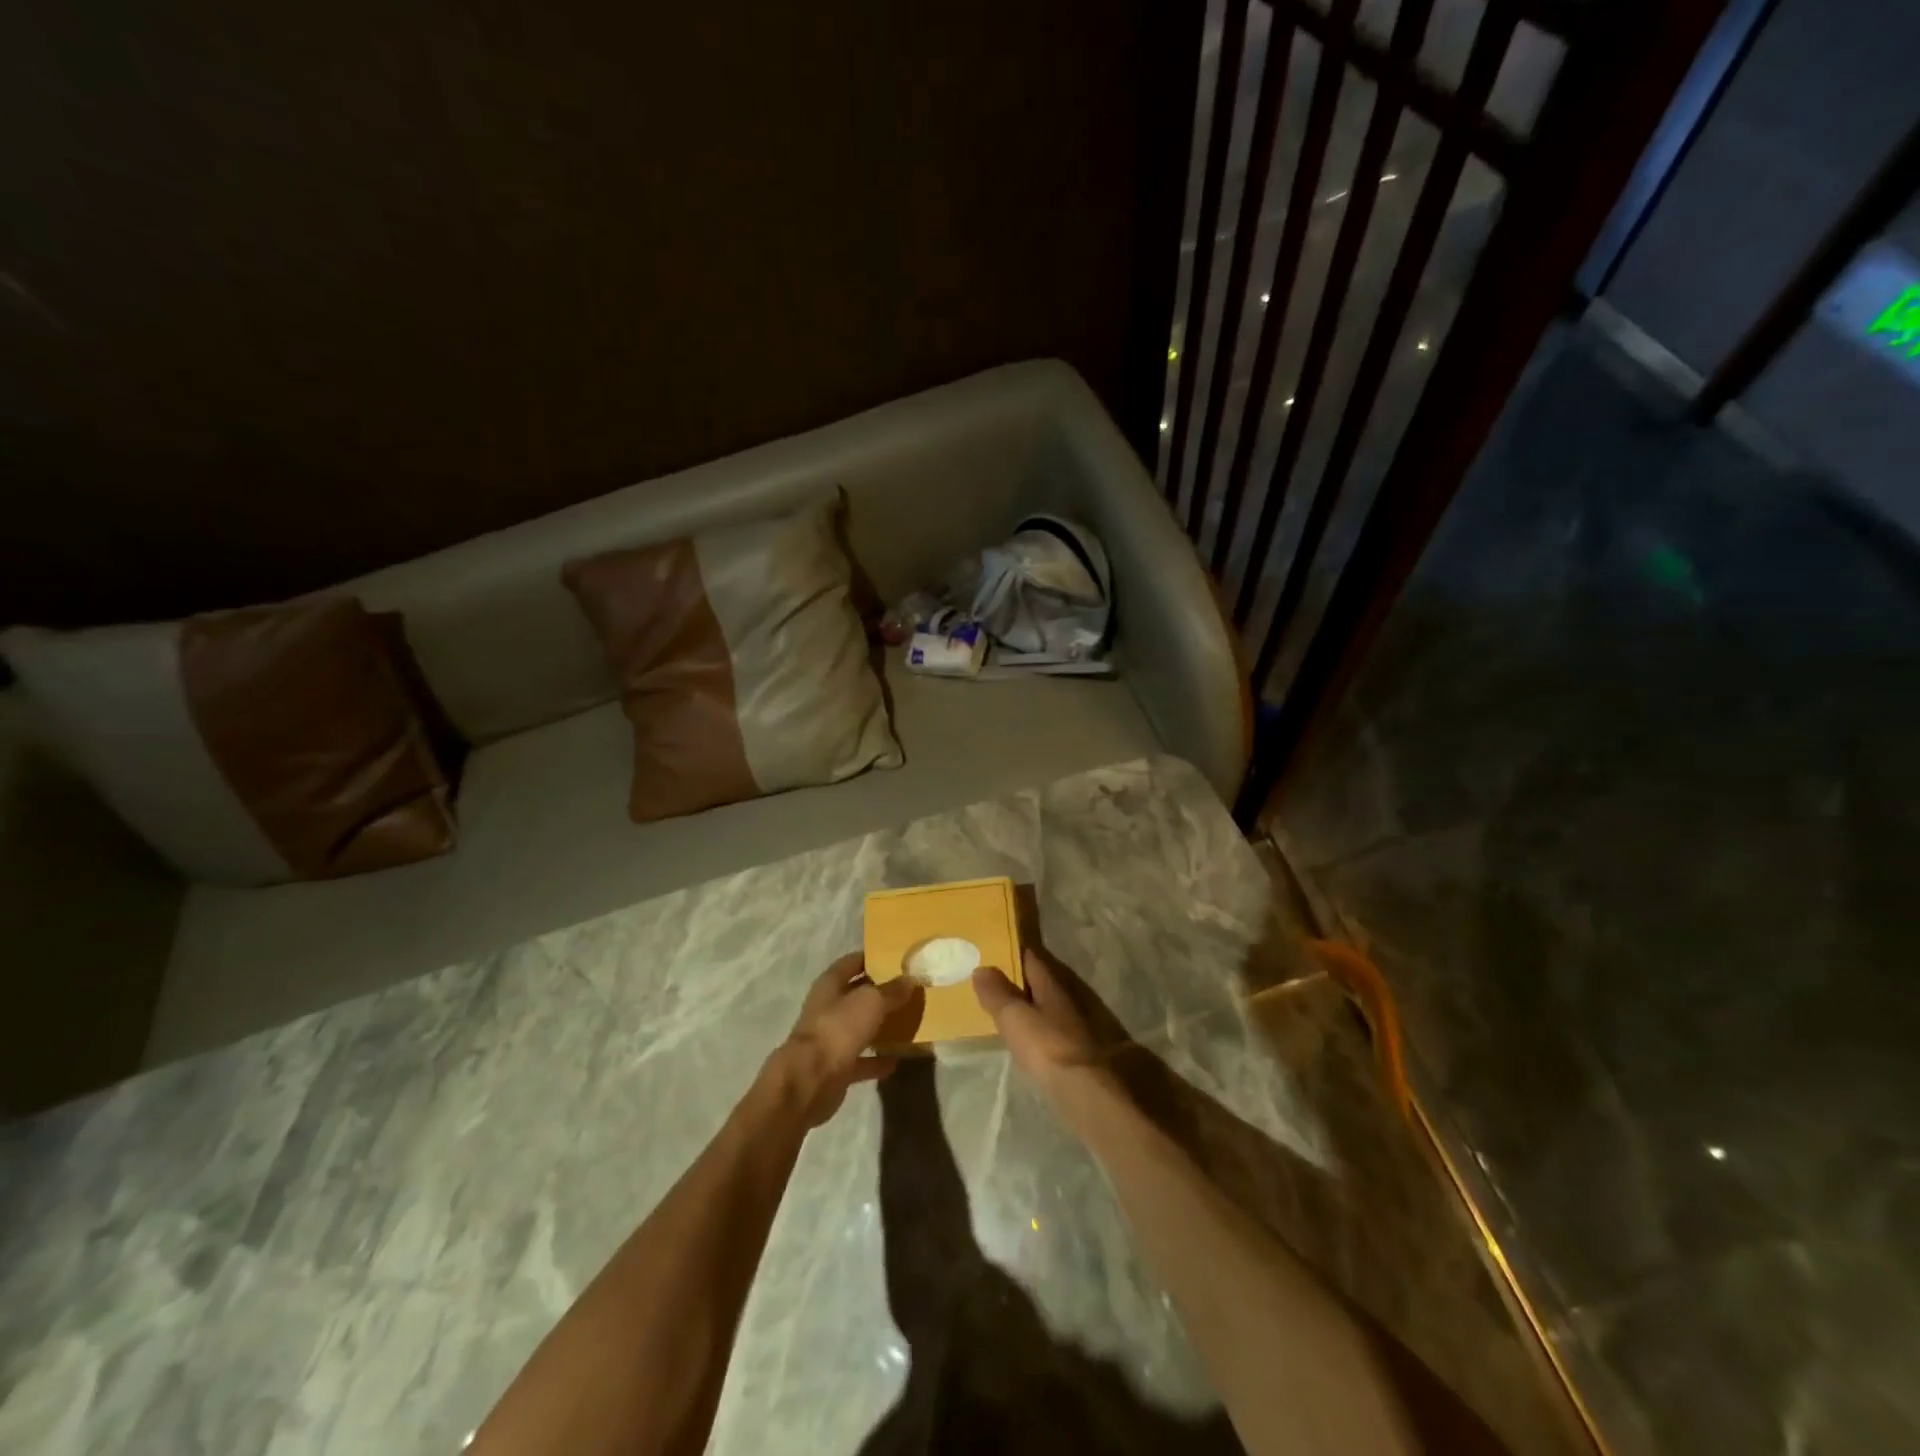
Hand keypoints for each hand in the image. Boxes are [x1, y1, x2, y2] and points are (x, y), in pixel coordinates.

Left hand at [774, 953, 920, 1125]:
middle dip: (879, 992)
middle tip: (908, 989)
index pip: (851, 962)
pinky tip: (896, 1060)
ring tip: (906, 1022)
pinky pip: (861, 1060)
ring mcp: (830, 1038)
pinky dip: (876, 1060)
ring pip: (858, 1027)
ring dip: (878, 1026)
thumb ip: (891, 990)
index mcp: (830, 984)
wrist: (810, 1080)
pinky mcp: (835, 1067)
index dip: (871, 958)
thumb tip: (910, 979)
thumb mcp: (871, 1002)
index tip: (896, 958)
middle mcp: (827, 1008)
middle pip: (855, 995)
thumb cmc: (838, 1028)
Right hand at [972, 948, 1099, 1093]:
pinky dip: (1035, 1028)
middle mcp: (1064, 1001)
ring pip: (1046, 1007)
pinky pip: (1048, 1030)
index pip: (1033, 959)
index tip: (997, 948)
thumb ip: (997, 993)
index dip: (1016, 952)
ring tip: (1006, 1007)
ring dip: (1029, 1005)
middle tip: (995, 977)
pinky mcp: (1072, 1053)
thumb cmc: (1045, 1044)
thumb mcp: (1014, 1016)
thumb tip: (982, 968)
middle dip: (1021, 979)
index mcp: (1050, 986)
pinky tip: (1025, 1037)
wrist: (1080, 1088)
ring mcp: (1071, 1027)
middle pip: (1041, 983)